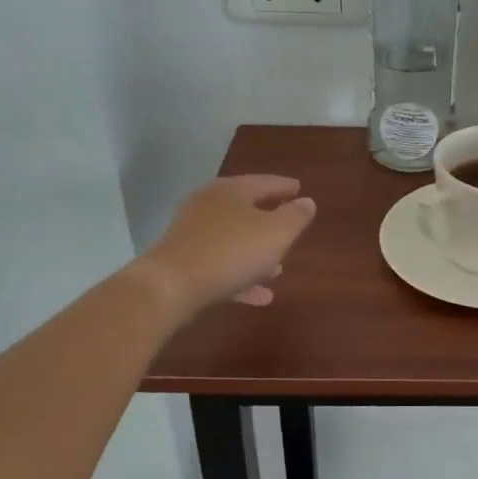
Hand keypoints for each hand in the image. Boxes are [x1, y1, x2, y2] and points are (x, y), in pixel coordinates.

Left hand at [133, 175, 317, 322]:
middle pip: (245, 210)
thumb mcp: (276, 233)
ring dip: (256, 254)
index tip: (299, 189)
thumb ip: (295, 217)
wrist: (170, 287)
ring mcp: (192, 234)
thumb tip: (307, 202)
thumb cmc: (231, 252)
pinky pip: (220, 266)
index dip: (284, 187)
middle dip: (269, 222)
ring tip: (277, 270)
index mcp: (231, 191)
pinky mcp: (182, 262)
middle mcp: (208, 206)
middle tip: (288, 228)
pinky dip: (241, 277)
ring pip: (233, 240)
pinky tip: (260, 296)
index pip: (264, 182)